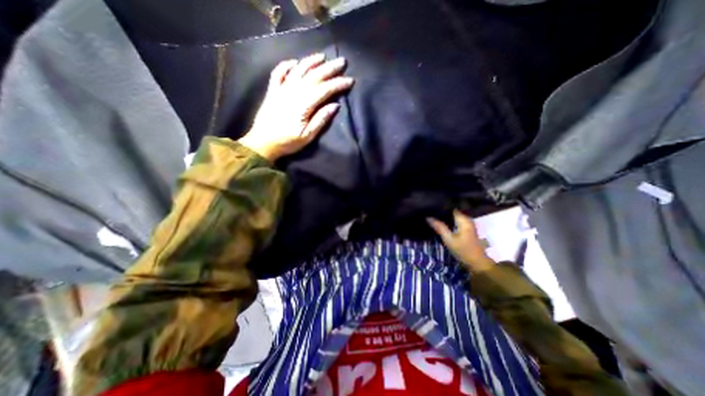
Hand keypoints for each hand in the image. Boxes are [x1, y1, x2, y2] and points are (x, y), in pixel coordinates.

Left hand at [239, 53, 354, 160]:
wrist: (263, 143)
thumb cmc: (287, 142)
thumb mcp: (307, 137)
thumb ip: (321, 120)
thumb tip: (335, 105)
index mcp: (303, 105)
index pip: (324, 89)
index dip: (338, 84)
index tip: (350, 80)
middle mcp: (292, 92)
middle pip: (313, 76)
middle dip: (329, 68)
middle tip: (342, 61)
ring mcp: (281, 89)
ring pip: (298, 70)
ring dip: (311, 61)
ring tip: (322, 56)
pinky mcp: (272, 91)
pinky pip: (278, 72)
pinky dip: (286, 65)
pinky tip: (295, 62)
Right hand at [426, 211, 491, 270]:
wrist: (477, 263)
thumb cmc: (463, 250)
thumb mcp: (449, 239)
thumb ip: (439, 227)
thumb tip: (428, 217)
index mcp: (464, 219)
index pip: (450, 208)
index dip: (441, 207)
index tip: (430, 206)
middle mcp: (467, 219)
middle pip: (452, 211)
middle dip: (441, 211)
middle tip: (429, 211)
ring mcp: (467, 224)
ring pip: (453, 216)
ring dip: (444, 217)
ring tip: (433, 216)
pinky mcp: (466, 229)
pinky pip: (455, 221)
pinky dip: (448, 221)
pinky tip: (441, 223)